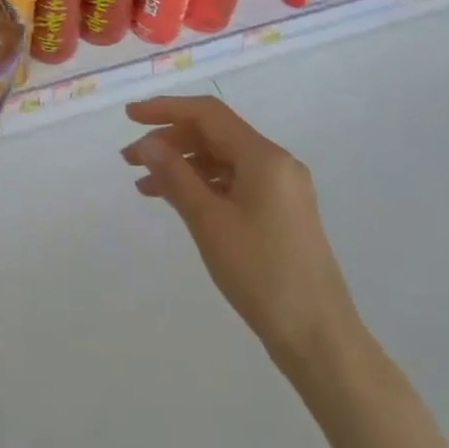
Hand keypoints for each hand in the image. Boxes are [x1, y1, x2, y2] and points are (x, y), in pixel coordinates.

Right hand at [123, 95, 361, 378]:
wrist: (319, 338)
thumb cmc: (261, 274)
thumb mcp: (209, 221)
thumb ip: (175, 175)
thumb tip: (147, 143)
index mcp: (264, 156)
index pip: (207, 114)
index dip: (165, 109)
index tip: (130, 117)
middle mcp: (276, 163)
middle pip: (214, 134)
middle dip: (170, 141)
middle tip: (130, 159)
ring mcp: (281, 189)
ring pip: (222, 160)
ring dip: (182, 165)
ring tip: (144, 184)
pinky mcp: (280, 213)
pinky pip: (234, 183)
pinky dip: (202, 186)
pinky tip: (176, 201)